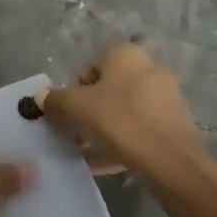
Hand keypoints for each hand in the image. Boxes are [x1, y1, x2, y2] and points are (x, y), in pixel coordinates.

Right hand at [39, 42, 207, 183]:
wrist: (171, 161)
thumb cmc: (120, 121)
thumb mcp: (76, 108)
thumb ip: (55, 100)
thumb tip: (41, 97)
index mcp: (126, 54)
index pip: (91, 64)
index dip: (74, 88)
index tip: (68, 111)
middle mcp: (149, 68)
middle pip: (109, 87)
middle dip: (91, 109)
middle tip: (76, 131)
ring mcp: (166, 96)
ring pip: (125, 109)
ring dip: (106, 126)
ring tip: (89, 150)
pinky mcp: (176, 123)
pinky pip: (141, 128)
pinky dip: (124, 140)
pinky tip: (109, 162)